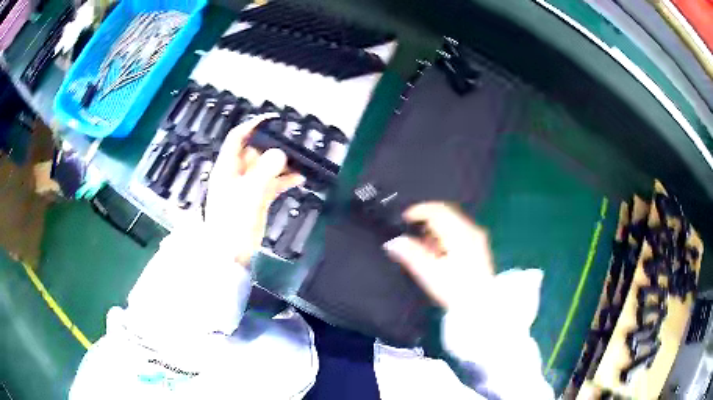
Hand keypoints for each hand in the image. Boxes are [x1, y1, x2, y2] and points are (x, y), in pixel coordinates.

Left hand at [205, 115, 304, 265]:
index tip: (272, 120)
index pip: (237, 138)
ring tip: (301, 160)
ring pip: (265, 167)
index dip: (252, 126)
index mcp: (227, 167)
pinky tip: (300, 179)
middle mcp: (237, 173)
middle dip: (272, 146)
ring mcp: (247, 186)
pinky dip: (284, 180)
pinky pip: (272, 183)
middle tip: (293, 143)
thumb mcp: (248, 195)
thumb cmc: (233, 222)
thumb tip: (281, 153)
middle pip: (255, 151)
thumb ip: (264, 172)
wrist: (231, 253)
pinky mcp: (257, 199)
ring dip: (281, 163)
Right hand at [383, 202, 494, 308]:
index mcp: (459, 232)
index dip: (418, 211)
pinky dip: (445, 236)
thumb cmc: (455, 289)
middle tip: (410, 230)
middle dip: (426, 219)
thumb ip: (411, 254)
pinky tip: (437, 251)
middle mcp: (470, 230)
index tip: (403, 219)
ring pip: (453, 223)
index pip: (437, 210)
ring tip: (421, 244)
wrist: (481, 306)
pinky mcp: (479, 248)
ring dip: (435, 228)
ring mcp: (477, 239)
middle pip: (446, 213)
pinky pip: (459, 232)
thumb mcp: (430, 273)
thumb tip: (393, 242)